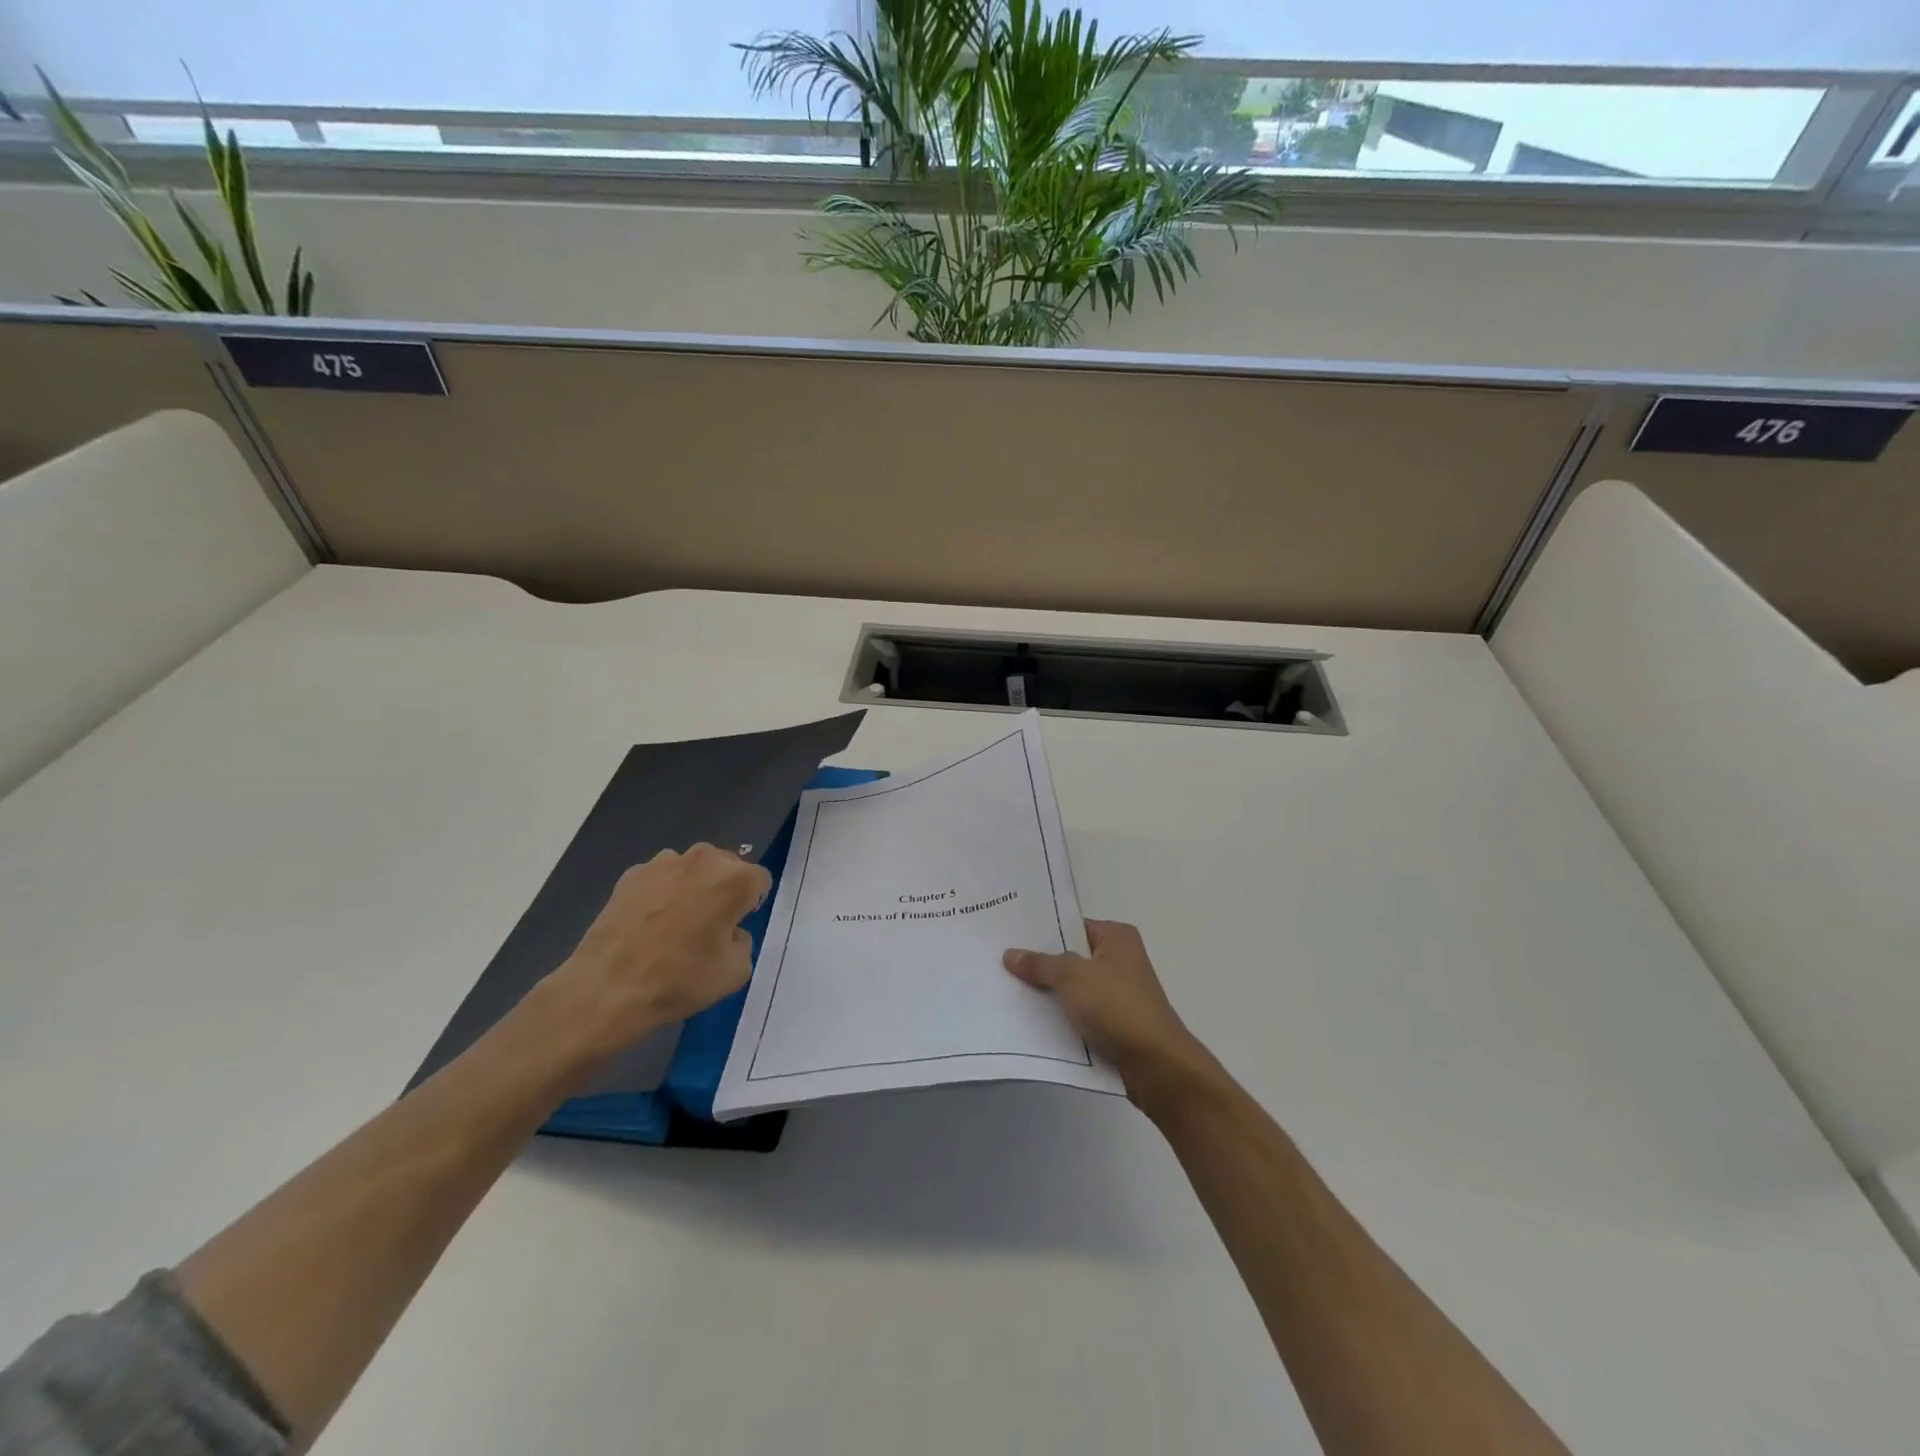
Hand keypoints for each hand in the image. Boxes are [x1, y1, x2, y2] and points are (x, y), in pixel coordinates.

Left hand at [550, 844, 771, 1052]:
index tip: (736, 928)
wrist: (606, 988)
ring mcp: (663, 862)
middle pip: (727, 867)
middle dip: (724, 890)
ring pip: (693, 870)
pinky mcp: (631, 874)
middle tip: (709, 926)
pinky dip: (662, 894)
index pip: (760, 880)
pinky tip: (649, 925)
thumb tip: (728, 930)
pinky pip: (661, 879)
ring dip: (694, 888)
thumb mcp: (737, 971)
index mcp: (735, 878)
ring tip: (675, 925)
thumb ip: (743, 940)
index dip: (752, 905)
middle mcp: (703, 859)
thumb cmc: (680, 979)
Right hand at [1003, 919, 1213, 1103]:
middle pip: (1070, 958)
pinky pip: (1078, 1014)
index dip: (1041, 932)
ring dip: (1047, 995)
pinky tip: (1028, 1021)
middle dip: (1040, 964)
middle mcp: (1119, 960)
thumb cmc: (1117, 1007)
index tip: (1008, 936)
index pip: (1072, 926)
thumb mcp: (1072, 976)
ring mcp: (1117, 994)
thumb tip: (1010, 954)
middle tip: (999, 963)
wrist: (1156, 1066)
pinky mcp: (1113, 1024)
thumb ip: (1040, 964)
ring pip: (1072, 989)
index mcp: (1117, 937)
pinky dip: (1059, 1018)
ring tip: (1006, 991)